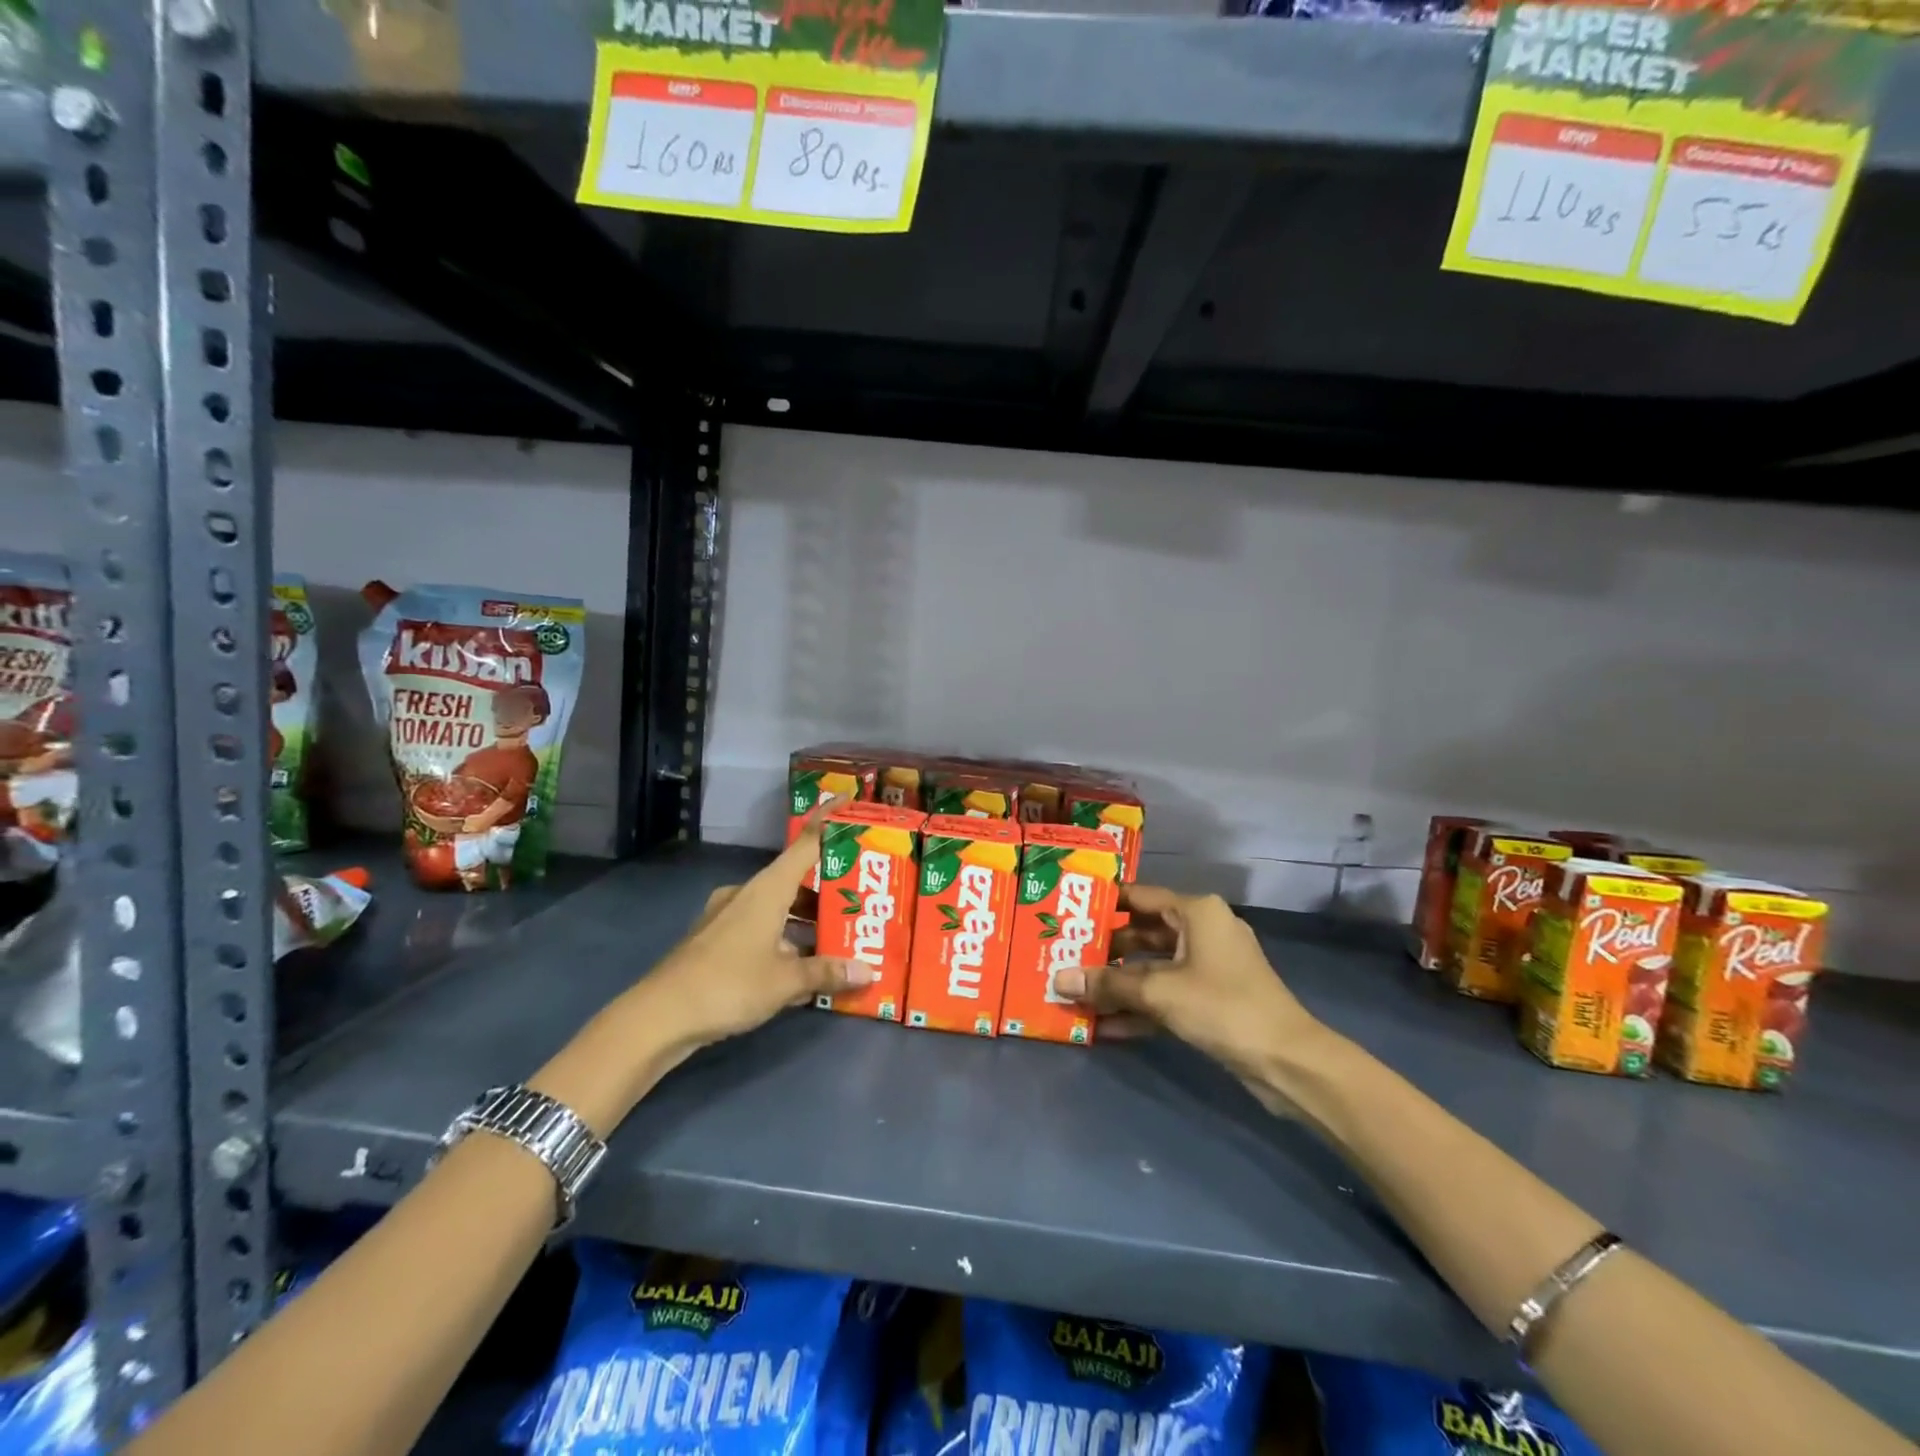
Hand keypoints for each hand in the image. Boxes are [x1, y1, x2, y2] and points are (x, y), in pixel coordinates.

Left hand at [639, 811, 876, 1049]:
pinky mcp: (715, 940)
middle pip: (795, 879)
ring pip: (777, 908)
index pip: (805, 843)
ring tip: (839, 939)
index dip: (828, 821)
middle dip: (827, 890)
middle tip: (860, 899)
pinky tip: (801, 969)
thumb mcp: (786, 981)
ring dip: (806, 921)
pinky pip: (760, 929)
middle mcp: (748, 894)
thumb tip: (868, 971)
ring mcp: (727, 916)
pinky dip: (783, 940)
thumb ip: (827, 972)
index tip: (848, 800)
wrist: (659, 1016)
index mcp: (767, 889)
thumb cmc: (729, 984)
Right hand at [1056, 885, 1322, 1085]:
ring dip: (1119, 983)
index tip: (1068, 912)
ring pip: (1153, 967)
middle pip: (1143, 933)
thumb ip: (1108, 984)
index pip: (1140, 897)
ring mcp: (1209, 967)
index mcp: (1196, 912)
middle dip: (1105, 950)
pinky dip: (1140, 1006)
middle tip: (1064, 956)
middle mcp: (1203, 931)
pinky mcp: (1211, 999)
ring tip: (1076, 993)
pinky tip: (1105, 1026)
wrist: (1288, 1061)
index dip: (1104, 904)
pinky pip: (1167, 994)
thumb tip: (1058, 980)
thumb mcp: (1159, 992)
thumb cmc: (1223, 1007)